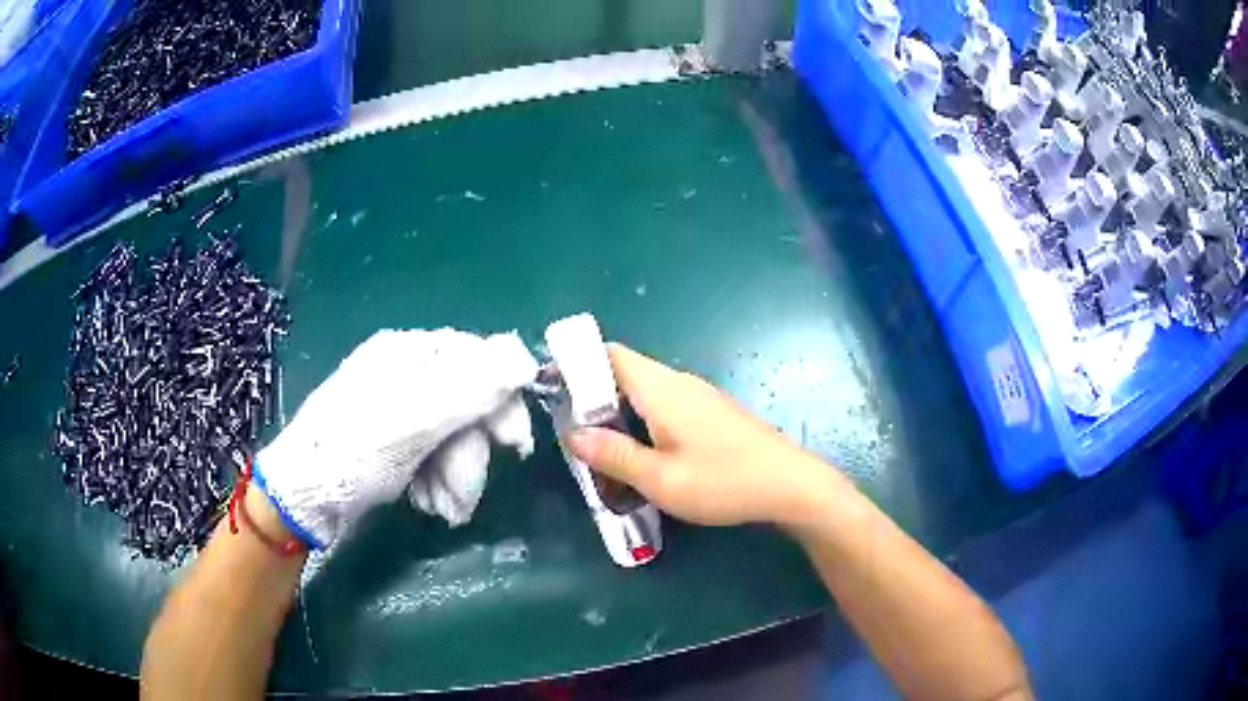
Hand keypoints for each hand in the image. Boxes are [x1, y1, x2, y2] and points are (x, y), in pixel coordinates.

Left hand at [255, 329, 538, 548]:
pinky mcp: (394, 441)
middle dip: (469, 457)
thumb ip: (471, 389)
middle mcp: (406, 374)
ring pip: (454, 437)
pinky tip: (424, 501)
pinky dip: (436, 482)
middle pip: (467, 406)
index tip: (513, 446)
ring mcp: (399, 409)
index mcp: (409, 353)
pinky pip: (434, 455)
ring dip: (455, 478)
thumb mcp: (414, 422)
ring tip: (441, 509)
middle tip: (462, 497)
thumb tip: (524, 356)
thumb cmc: (352, 455)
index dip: (501, 402)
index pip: (479, 360)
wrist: (302, 499)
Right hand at [567, 344, 847, 529]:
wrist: (790, 484)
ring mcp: (700, 396)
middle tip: (576, 436)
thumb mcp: (661, 479)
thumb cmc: (723, 481)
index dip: (580, 364)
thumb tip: (573, 434)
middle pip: (625, 373)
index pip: (610, 354)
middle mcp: (679, 383)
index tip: (556, 392)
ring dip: (620, 414)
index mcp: (661, 389)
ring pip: (646, 393)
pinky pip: (666, 407)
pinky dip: (644, 423)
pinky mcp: (713, 413)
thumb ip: (614, 455)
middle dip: (595, 398)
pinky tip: (645, 456)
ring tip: (604, 451)